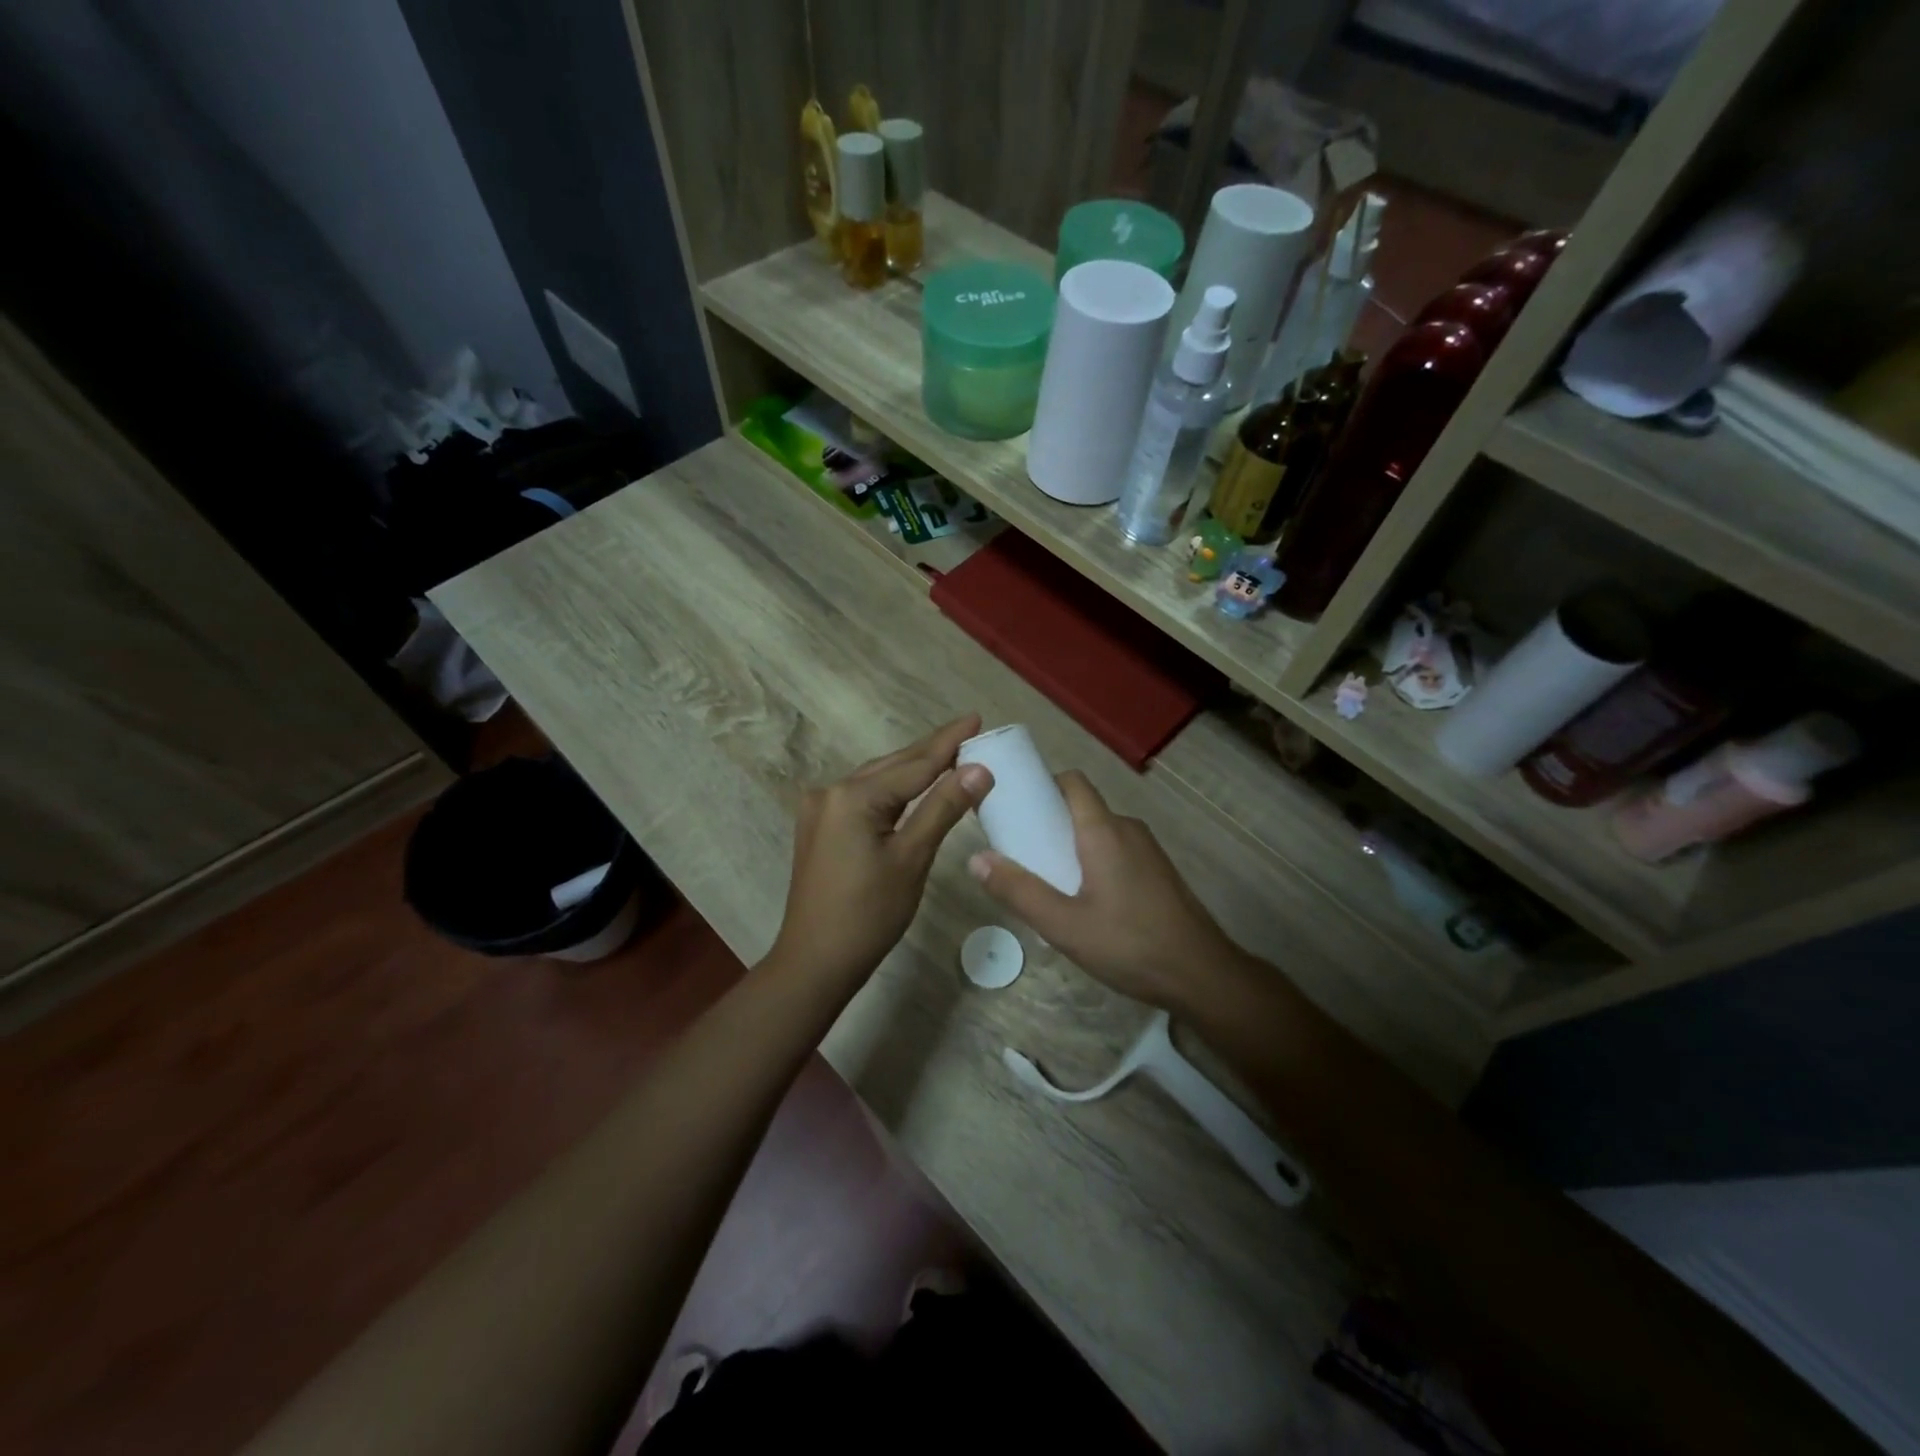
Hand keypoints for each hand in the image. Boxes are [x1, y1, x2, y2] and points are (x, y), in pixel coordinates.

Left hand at [769, 715, 991, 984]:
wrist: (814, 961)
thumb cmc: (869, 914)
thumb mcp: (912, 858)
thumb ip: (943, 808)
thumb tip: (979, 768)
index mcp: (853, 796)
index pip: (915, 764)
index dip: (949, 742)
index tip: (975, 717)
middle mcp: (831, 792)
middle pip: (893, 766)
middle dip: (932, 751)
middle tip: (969, 732)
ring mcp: (820, 809)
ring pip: (876, 780)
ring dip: (912, 769)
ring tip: (948, 755)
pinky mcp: (819, 828)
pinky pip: (863, 798)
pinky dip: (891, 791)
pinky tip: (911, 788)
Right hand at [968, 771, 1247, 1012]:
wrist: (1202, 975)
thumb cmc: (1129, 944)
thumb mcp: (1063, 924)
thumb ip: (1018, 891)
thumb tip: (976, 858)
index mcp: (1104, 830)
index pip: (1072, 783)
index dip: (1041, 785)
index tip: (1014, 806)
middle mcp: (1128, 829)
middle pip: (1082, 807)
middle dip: (1048, 820)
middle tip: (1019, 850)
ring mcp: (1148, 850)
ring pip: (1099, 831)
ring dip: (1071, 844)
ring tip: (1045, 878)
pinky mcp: (1157, 872)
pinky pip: (1116, 850)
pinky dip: (1092, 859)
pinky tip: (1082, 899)